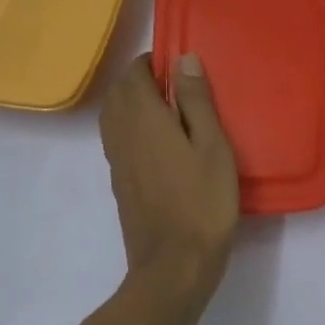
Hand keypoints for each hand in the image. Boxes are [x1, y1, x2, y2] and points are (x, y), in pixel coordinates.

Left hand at [100, 53, 239, 304]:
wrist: (173, 265)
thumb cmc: (202, 202)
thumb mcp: (212, 146)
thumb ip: (196, 101)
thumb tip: (183, 59)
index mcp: (144, 118)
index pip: (134, 74)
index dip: (151, 62)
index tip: (177, 64)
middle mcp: (122, 133)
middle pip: (118, 92)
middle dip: (139, 79)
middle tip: (174, 84)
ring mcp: (116, 160)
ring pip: (112, 115)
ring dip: (131, 102)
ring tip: (165, 108)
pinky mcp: (118, 182)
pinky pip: (115, 138)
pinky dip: (129, 125)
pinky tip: (156, 141)